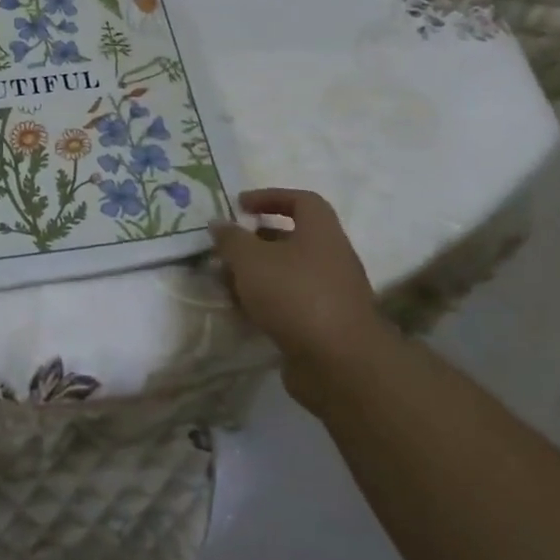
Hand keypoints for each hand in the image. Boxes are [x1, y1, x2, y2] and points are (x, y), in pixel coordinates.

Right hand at [210, 188, 388, 413]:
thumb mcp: (250, 259)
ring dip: (259, 273)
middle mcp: (332, 258)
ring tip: (228, 281)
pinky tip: (244, 310)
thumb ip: (231, 239)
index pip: (301, 200)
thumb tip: (219, 224)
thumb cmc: (294, 295)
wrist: (340, 363)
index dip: (270, 197)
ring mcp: (333, 294)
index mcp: (321, 233)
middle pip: (294, 238)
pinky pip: (292, 302)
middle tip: (228, 247)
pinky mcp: (327, 325)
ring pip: (290, 273)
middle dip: (258, 240)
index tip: (240, 206)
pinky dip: (268, 301)